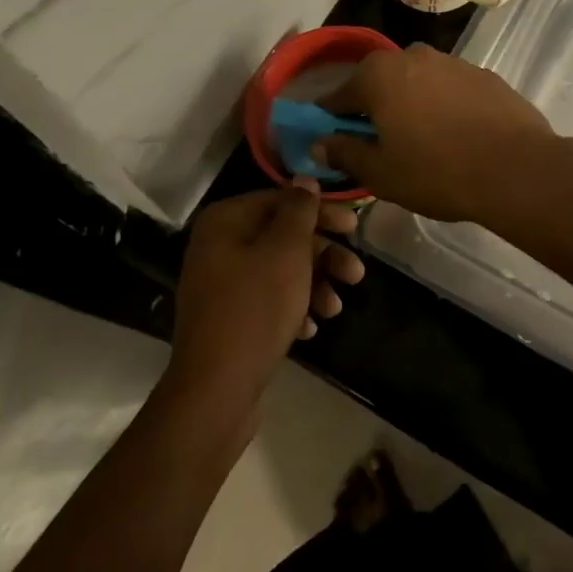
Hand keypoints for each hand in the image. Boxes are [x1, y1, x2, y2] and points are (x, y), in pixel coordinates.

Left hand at [169, 184, 364, 414]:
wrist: (215, 391)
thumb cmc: (256, 309)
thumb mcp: (286, 252)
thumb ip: (299, 211)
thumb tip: (304, 180)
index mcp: (226, 221)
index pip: (281, 200)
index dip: (322, 212)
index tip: (354, 228)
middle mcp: (218, 246)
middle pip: (282, 236)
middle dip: (323, 255)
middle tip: (356, 273)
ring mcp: (220, 284)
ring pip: (279, 270)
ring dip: (314, 284)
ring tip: (336, 309)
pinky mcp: (228, 318)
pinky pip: (267, 299)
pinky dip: (293, 307)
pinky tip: (311, 328)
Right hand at [316, 43, 553, 222]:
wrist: (517, 168)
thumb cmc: (437, 171)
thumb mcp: (380, 173)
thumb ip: (344, 153)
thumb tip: (319, 142)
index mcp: (379, 75)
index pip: (338, 96)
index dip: (331, 121)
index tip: (333, 143)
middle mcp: (413, 55)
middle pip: (379, 83)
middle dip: (374, 110)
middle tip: (381, 147)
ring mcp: (453, 62)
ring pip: (417, 84)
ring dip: (411, 106)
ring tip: (423, 144)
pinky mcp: (484, 75)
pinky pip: (449, 90)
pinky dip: (444, 107)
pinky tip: (456, 137)